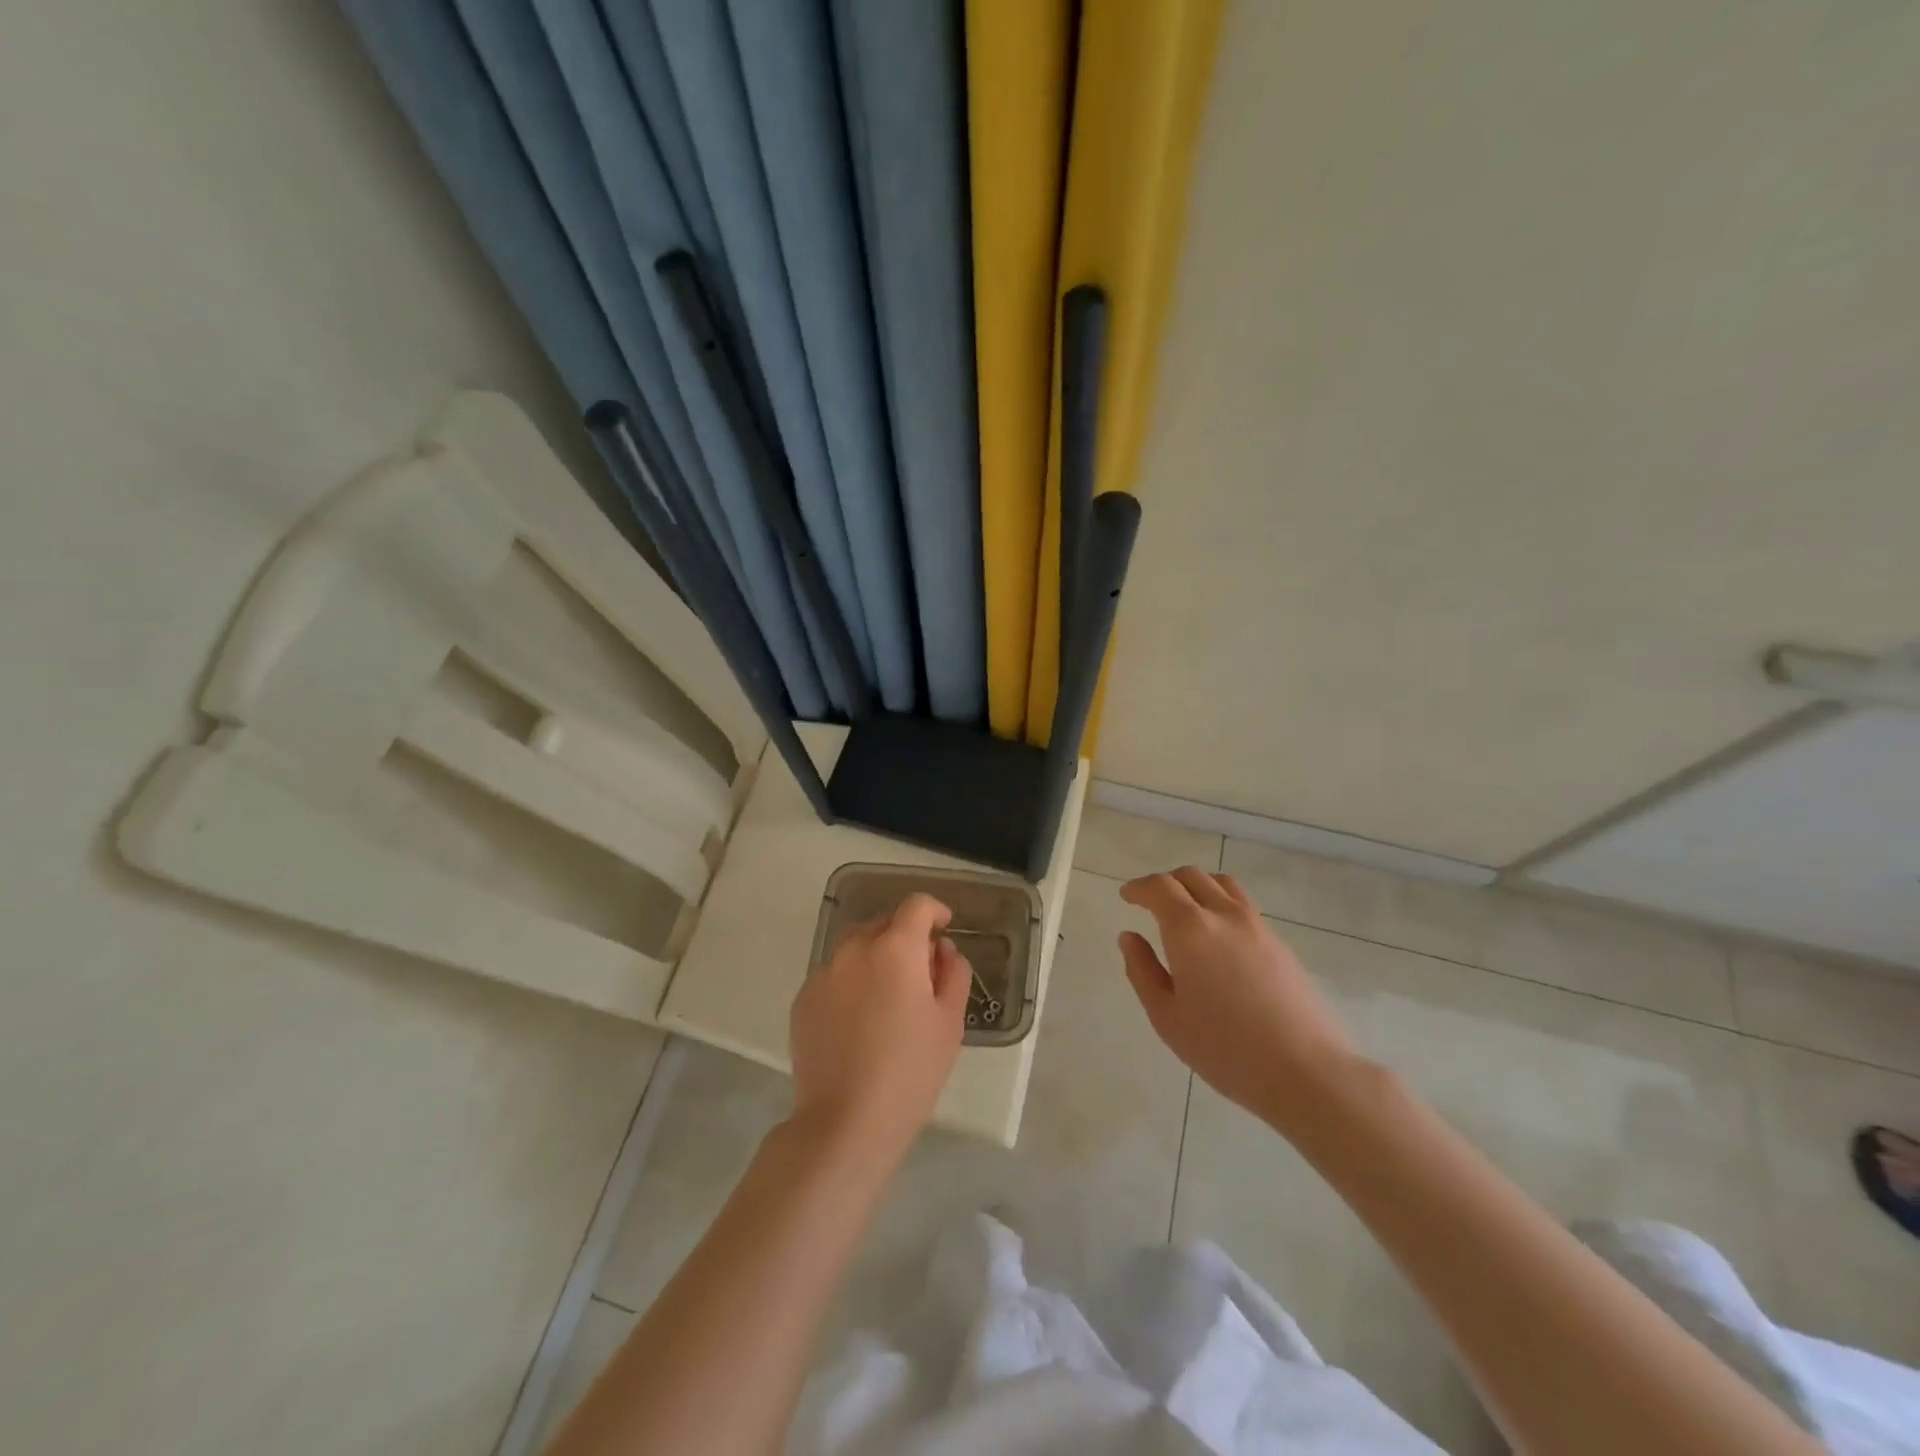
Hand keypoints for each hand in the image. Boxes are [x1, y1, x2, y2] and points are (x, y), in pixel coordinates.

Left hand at [789, 892, 970, 1162]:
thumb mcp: (949, 1022)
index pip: (916, 906)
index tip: (945, 927)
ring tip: (888, 997)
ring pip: (855, 947)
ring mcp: (823, 973)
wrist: (845, 1123)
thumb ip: (953, 973)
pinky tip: (859, 1021)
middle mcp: (854, 949)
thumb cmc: (910, 1072)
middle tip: (921, 972)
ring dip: (876, 956)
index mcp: (895, 949)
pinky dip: (851, 981)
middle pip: (884, 923)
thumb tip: (942, 950)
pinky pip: (834, 975)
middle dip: (906, 936)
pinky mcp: (803, 999)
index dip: (935, 911)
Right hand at [1119, 868, 1357, 1127]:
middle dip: (1165, 883)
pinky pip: (1242, 905)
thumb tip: (1129, 937)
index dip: (1139, 887)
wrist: (1306, 1071)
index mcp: (1190, 929)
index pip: (1160, 887)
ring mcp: (1257, 926)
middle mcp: (1224, 915)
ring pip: (1222, 884)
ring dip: (1196, 886)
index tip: (1126, 896)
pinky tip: (1217, 937)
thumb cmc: (1225, 1049)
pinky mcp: (1279, 943)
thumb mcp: (1167, 1017)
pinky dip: (1220, 904)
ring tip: (1185, 910)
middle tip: (1150, 902)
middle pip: (1191, 876)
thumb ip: (1142, 971)